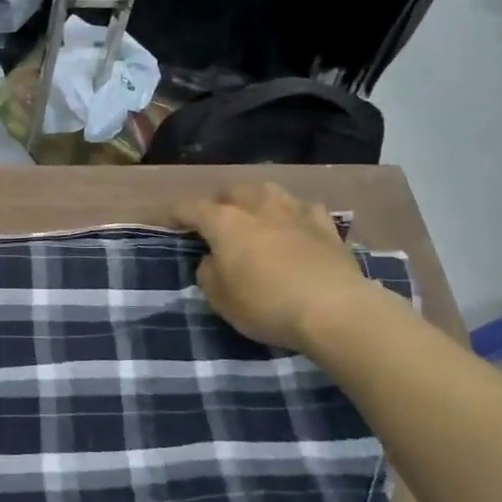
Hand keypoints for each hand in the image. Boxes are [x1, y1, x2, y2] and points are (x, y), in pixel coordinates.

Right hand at [172, 182, 377, 350]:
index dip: (174, 214)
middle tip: (213, 221)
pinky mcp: (326, 226)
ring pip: (268, 191)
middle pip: (231, 192)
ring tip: (254, 215)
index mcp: (224, 221)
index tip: (166, 222)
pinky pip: (304, 210)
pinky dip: (294, 215)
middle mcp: (257, 206)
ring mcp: (295, 212)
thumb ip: (209, 272)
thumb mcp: (220, 298)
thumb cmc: (266, 304)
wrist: (334, 310)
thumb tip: (213, 259)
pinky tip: (295, 226)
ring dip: (256, 200)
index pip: (190, 208)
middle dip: (218, 202)